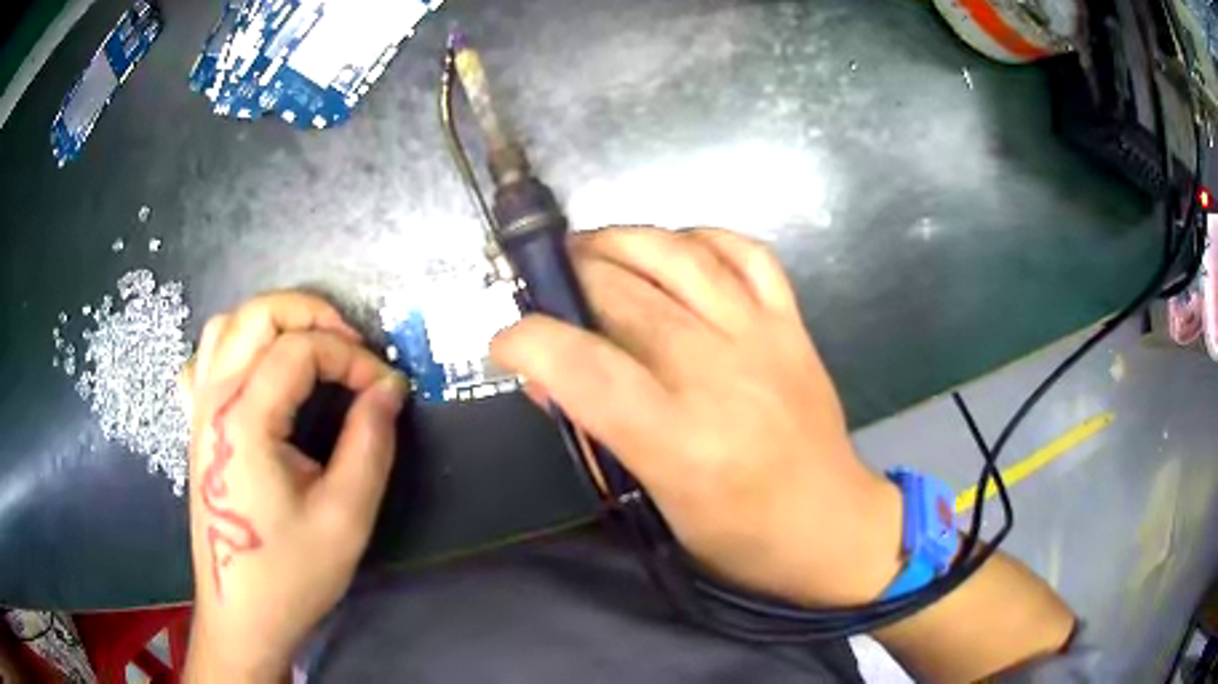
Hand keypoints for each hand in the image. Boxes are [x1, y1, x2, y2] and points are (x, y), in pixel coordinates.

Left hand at [181, 292, 407, 681]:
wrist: (242, 616)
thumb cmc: (291, 574)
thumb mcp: (345, 517)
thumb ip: (370, 443)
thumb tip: (389, 389)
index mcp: (245, 419)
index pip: (301, 350)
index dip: (352, 358)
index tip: (386, 389)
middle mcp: (214, 400)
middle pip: (257, 314)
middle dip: (311, 314)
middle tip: (352, 346)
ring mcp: (199, 411)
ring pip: (226, 326)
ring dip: (273, 322)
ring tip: (310, 348)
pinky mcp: (197, 428)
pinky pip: (204, 361)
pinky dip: (234, 348)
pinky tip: (255, 372)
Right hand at [492, 227, 902, 606]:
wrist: (829, 524)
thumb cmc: (737, 535)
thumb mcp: (655, 501)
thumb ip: (597, 431)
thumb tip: (544, 377)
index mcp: (679, 441)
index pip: (584, 366)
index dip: (529, 341)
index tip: (505, 343)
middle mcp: (719, 375)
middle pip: (624, 295)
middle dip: (566, 277)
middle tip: (544, 284)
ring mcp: (762, 338)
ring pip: (679, 255)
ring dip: (621, 240)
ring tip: (589, 248)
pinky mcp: (792, 324)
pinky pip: (746, 252)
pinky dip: (701, 237)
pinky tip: (673, 248)